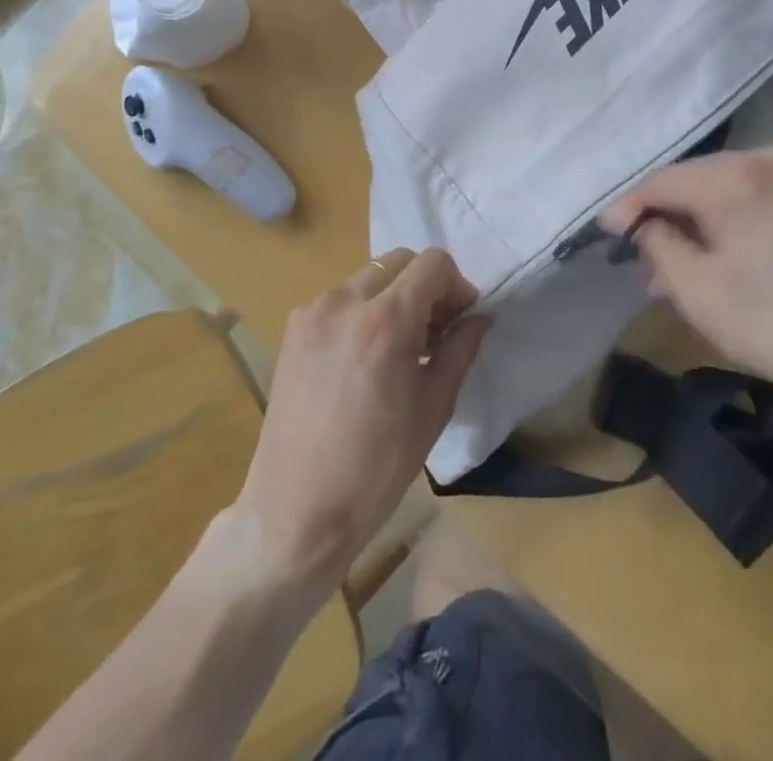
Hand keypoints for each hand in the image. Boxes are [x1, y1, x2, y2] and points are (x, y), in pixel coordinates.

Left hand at [234, 249, 487, 586]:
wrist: (296, 511)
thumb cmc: (376, 468)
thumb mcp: (434, 408)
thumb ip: (459, 350)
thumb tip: (478, 318)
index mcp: (386, 321)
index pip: (433, 263)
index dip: (456, 284)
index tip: (461, 318)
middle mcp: (346, 301)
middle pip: (400, 261)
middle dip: (426, 286)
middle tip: (435, 331)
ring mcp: (314, 312)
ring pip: (370, 278)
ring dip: (394, 296)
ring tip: (399, 347)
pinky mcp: (293, 328)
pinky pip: (341, 300)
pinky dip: (364, 311)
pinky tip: (365, 358)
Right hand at [600, 144, 772, 421]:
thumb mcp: (699, 291)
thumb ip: (656, 243)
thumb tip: (631, 220)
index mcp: (740, 176)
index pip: (664, 181)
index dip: (630, 207)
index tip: (606, 232)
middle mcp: (771, 154)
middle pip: (697, 179)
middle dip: (668, 216)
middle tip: (642, 257)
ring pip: (727, 184)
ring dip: (701, 218)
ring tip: (680, 262)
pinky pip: (759, 190)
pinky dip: (735, 215)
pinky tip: (724, 250)